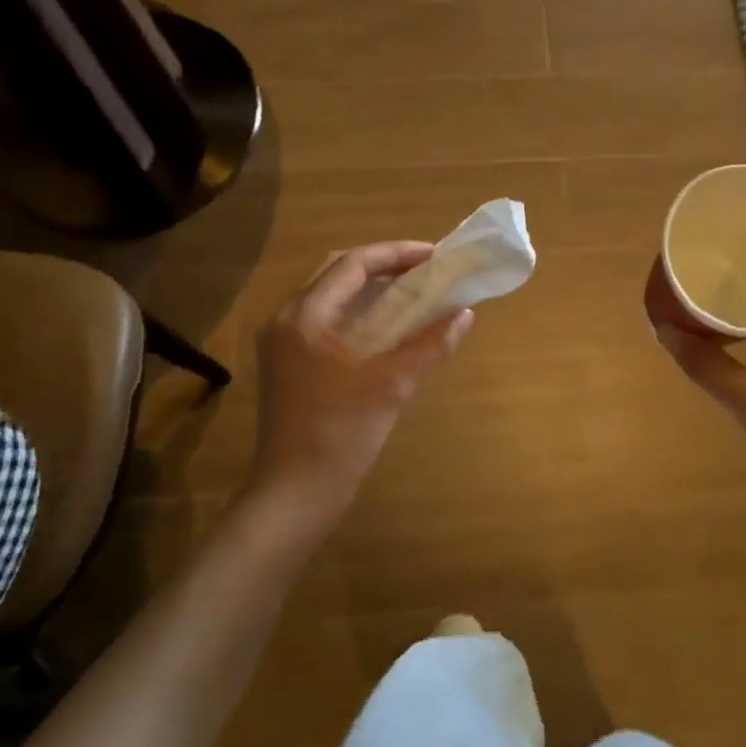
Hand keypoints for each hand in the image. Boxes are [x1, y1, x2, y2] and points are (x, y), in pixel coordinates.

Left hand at [251, 242, 473, 518]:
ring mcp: (281, 343)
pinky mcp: (286, 364)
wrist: (295, 492)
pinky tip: (383, 326)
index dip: (396, 254)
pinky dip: (355, 313)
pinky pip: (322, 320)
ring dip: (367, 288)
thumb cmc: (341, 434)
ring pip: (327, 296)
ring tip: (409, 292)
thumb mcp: (392, 385)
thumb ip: (430, 345)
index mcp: (305, 316)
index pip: (352, 264)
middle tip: (422, 270)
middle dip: (380, 265)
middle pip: (335, 273)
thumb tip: (464, 315)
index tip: (434, 256)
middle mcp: (286, 320)